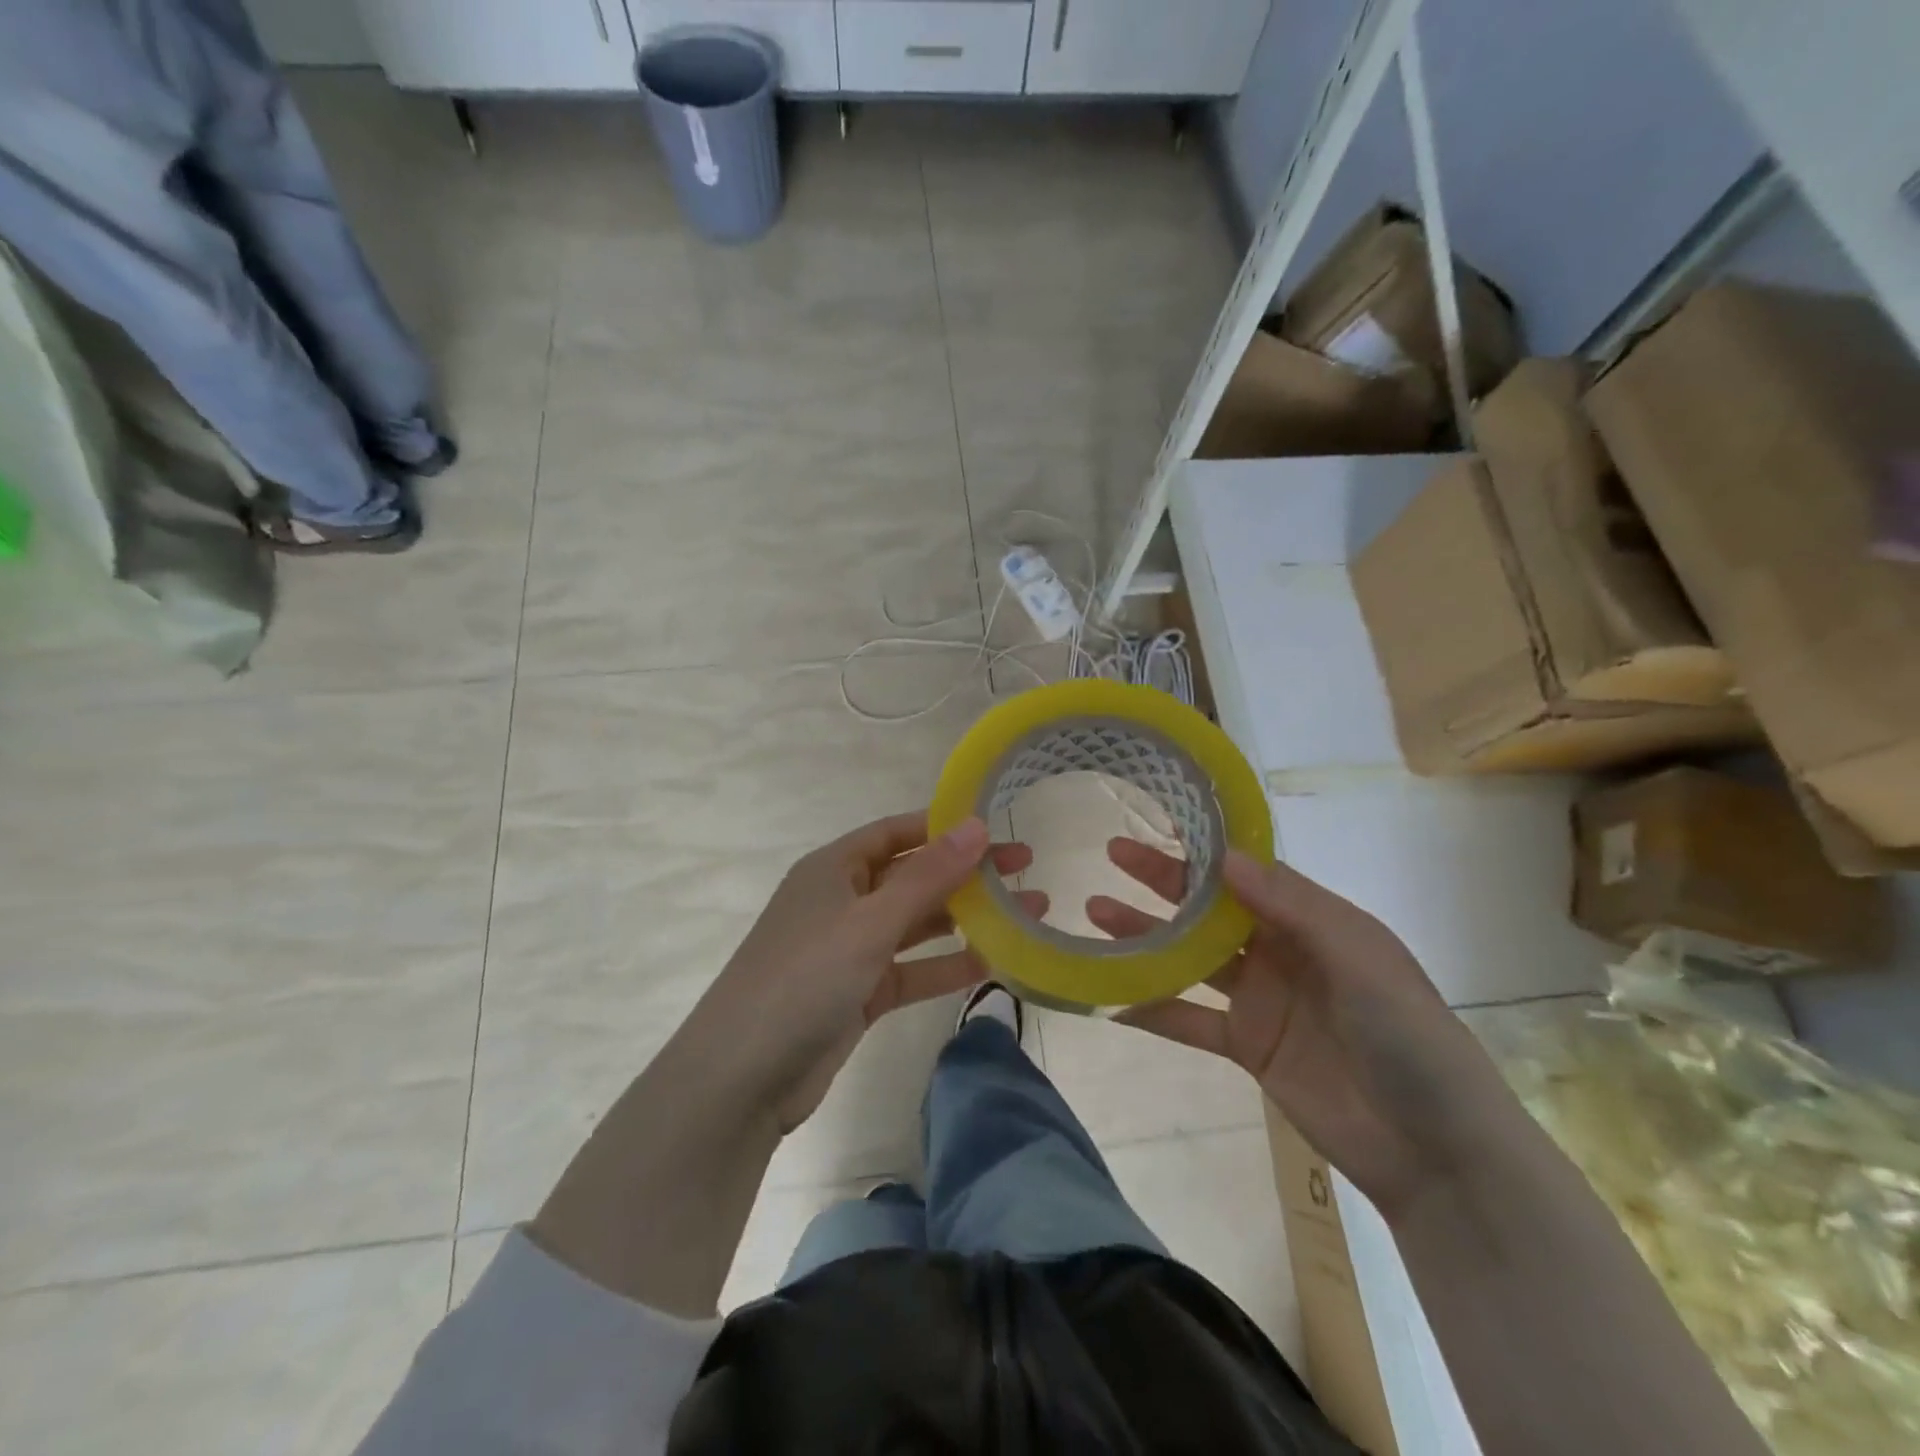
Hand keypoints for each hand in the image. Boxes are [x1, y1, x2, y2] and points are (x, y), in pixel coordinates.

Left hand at [694, 813, 1040, 1132]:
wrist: (742, 1077)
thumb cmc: (804, 977)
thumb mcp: (870, 921)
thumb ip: (927, 876)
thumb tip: (976, 825)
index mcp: (834, 868)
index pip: (897, 832)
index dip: (945, 826)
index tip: (997, 825)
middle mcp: (843, 900)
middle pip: (914, 876)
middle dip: (967, 872)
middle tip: (1027, 866)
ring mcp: (851, 949)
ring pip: (917, 924)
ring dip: (967, 918)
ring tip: (1027, 911)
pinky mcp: (860, 993)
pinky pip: (912, 969)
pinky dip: (947, 966)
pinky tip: (994, 961)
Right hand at [1091, 840, 1523, 1218]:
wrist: (1434, 1150)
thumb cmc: (1407, 1036)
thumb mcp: (1358, 957)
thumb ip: (1290, 906)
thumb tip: (1224, 856)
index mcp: (1312, 921)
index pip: (1247, 873)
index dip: (1205, 848)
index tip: (1159, 819)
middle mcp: (1280, 951)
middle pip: (1209, 909)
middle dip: (1161, 882)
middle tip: (1111, 856)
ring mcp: (1260, 1000)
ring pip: (1190, 959)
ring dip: (1144, 939)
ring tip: (1094, 914)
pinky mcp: (1247, 1047)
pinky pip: (1190, 1021)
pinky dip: (1153, 1011)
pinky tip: (1111, 1000)